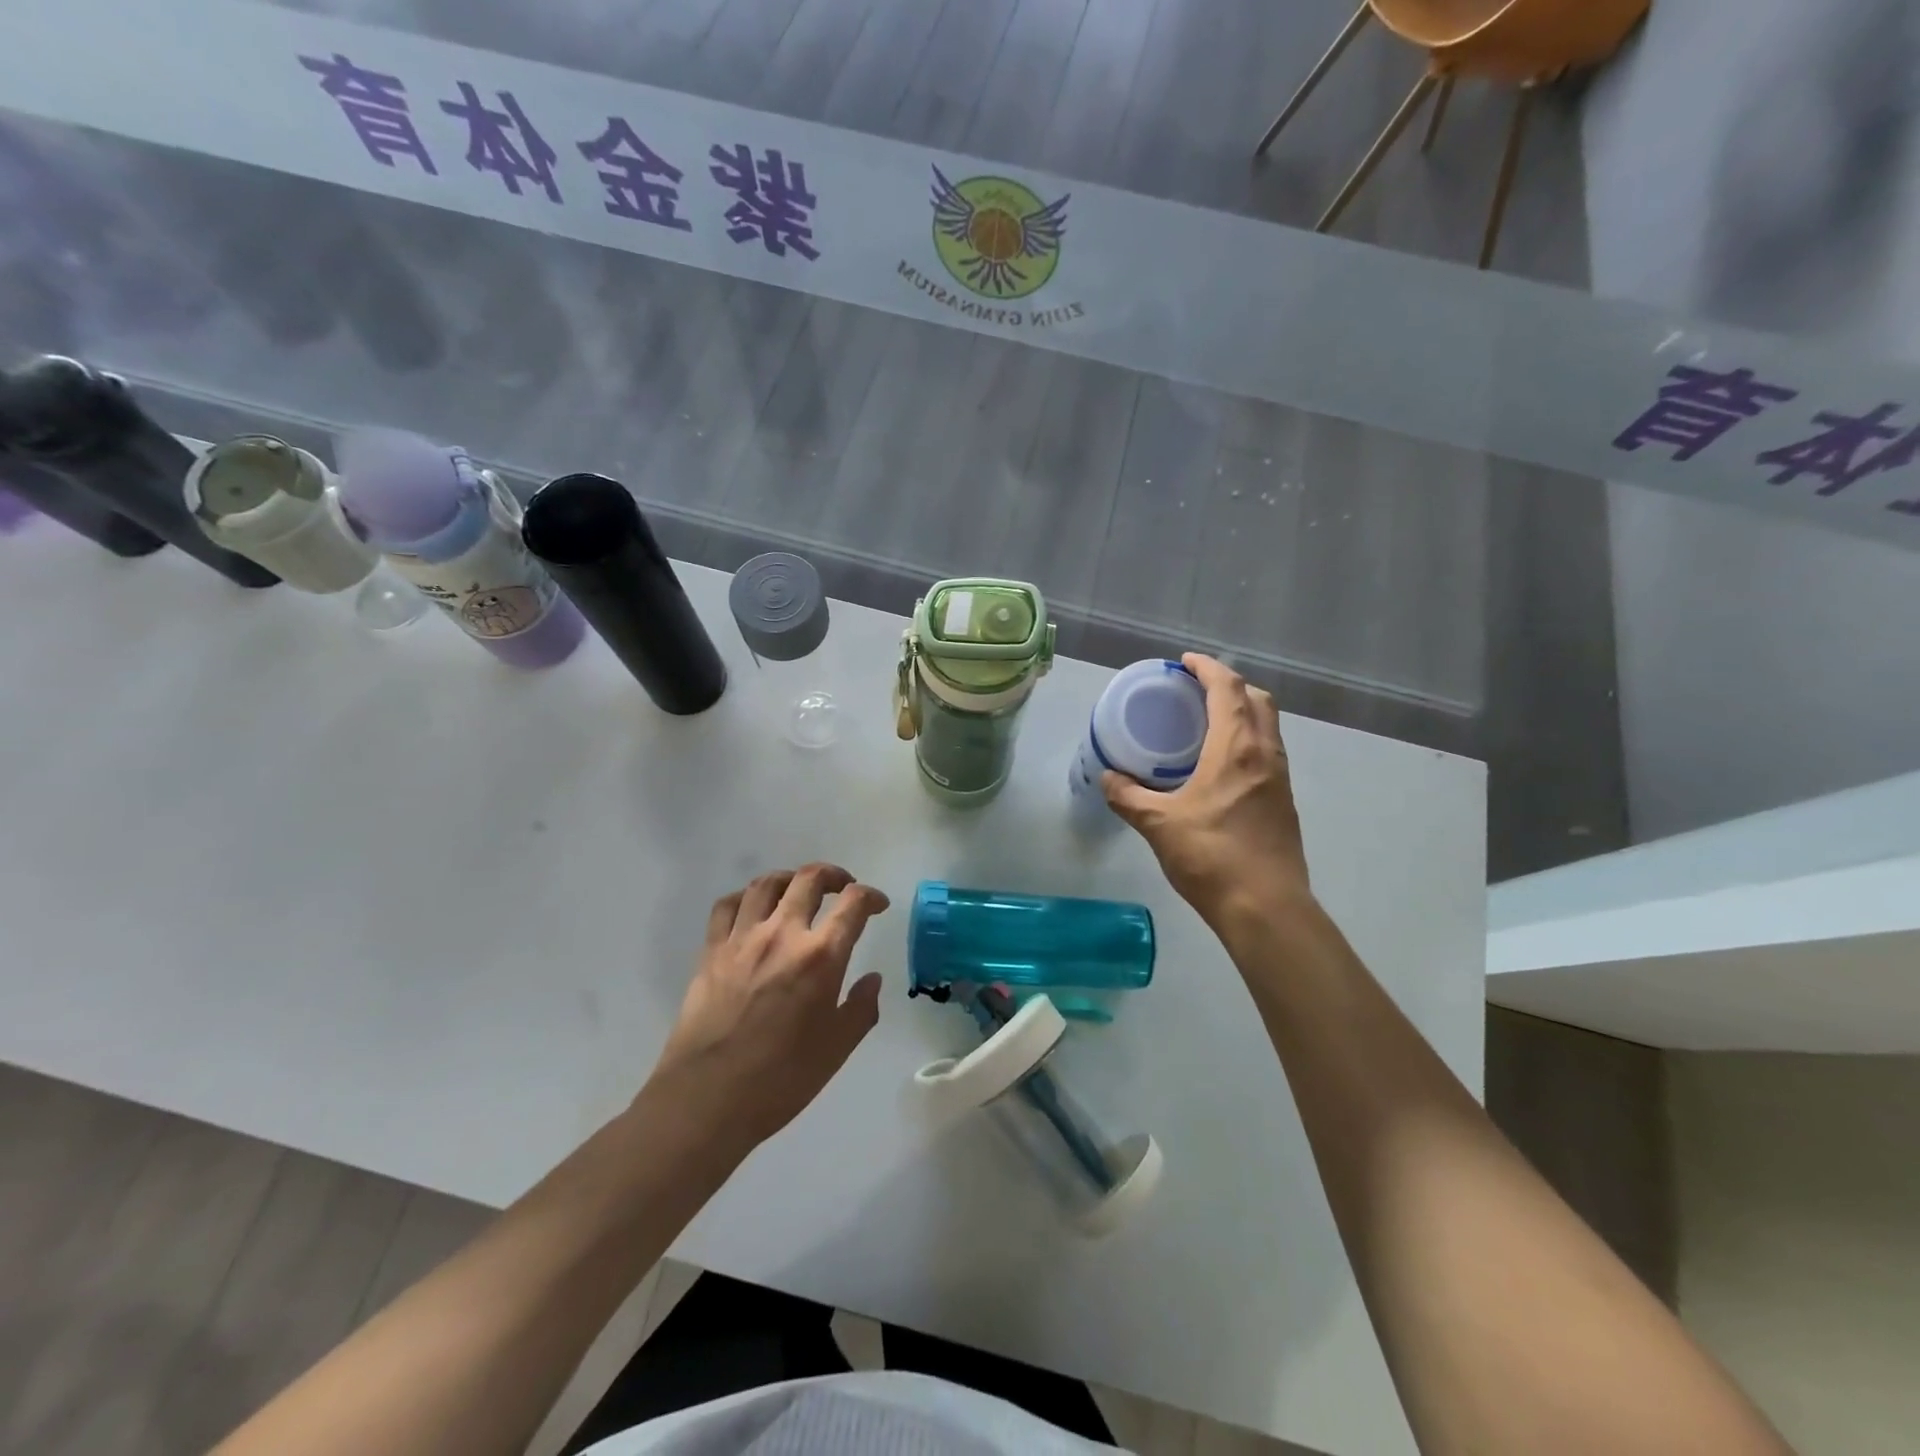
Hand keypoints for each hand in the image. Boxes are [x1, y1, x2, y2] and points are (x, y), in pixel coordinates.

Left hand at [647, 864, 889, 1153]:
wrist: (707, 1099)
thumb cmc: (781, 1078)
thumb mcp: (837, 1049)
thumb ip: (861, 1008)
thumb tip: (871, 979)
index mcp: (821, 956)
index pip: (853, 904)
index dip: (871, 897)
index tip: (877, 905)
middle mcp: (782, 934)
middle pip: (809, 879)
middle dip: (833, 875)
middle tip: (843, 887)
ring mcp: (742, 939)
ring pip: (767, 884)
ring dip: (790, 878)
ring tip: (799, 889)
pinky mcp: (711, 951)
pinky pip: (727, 906)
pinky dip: (745, 898)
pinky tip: (753, 910)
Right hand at [1103, 654, 1310, 925]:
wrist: (1266, 908)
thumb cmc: (1212, 857)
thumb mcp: (1159, 824)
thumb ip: (1128, 797)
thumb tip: (1107, 778)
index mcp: (1237, 749)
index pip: (1228, 690)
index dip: (1208, 668)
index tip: (1185, 662)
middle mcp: (1265, 755)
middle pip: (1257, 700)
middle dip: (1230, 685)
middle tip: (1196, 690)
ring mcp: (1279, 779)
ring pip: (1267, 727)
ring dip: (1243, 712)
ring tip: (1207, 723)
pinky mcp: (1283, 803)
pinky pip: (1267, 752)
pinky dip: (1247, 741)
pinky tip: (1221, 766)